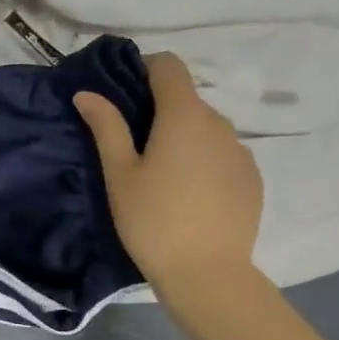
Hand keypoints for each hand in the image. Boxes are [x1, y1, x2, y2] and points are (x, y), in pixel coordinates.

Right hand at [74, 52, 262, 291]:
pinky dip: (203, 161)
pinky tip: (188, 195)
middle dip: (160, 110)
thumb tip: (86, 93)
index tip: (123, 91)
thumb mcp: (120, 174)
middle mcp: (219, 123)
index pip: (169, 66)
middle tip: (132, 145)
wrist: (207, 273)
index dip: (145, 68)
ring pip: (206, 129)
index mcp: (184, 116)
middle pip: (187, 99)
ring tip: (160, 175)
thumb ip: (106, 127)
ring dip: (183, 137)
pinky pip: (222, 154)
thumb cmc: (152, 220)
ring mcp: (241, 151)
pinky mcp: (252, 178)